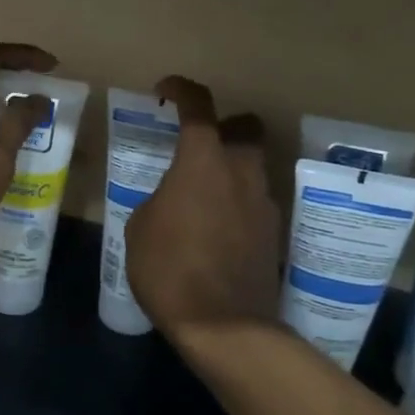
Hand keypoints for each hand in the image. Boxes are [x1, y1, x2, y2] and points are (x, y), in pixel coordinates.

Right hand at [124, 75, 281, 343]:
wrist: (225, 325)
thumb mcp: (141, 228)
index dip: (182, 89)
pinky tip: (217, 228)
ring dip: (231, 167)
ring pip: (253, 165)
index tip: (165, 90)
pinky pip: (255, 201)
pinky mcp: (273, 233)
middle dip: (224, 126)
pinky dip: (238, 202)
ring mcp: (263, 202)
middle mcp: (241, 171)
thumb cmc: (170, 268)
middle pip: (245, 126)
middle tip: (198, 146)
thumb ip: (160, 199)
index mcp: (203, 161)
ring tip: (203, 195)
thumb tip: (173, 199)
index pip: (199, 106)